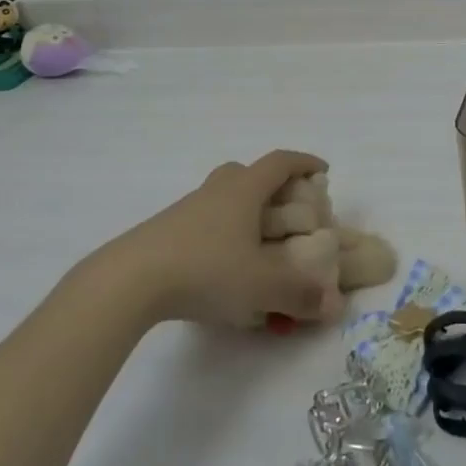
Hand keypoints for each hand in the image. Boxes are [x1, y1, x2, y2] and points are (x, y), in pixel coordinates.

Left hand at [104, 151, 337, 327]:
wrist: (130, 280)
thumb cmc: (205, 269)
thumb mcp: (261, 286)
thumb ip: (301, 295)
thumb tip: (335, 303)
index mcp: (244, 189)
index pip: (280, 162)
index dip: (304, 163)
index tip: (323, 172)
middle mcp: (217, 190)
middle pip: (247, 173)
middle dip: (272, 186)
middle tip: (288, 210)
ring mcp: (188, 209)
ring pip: (223, 198)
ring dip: (244, 211)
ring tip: (258, 244)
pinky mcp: (167, 231)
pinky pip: (205, 222)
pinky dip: (222, 234)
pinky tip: (223, 267)